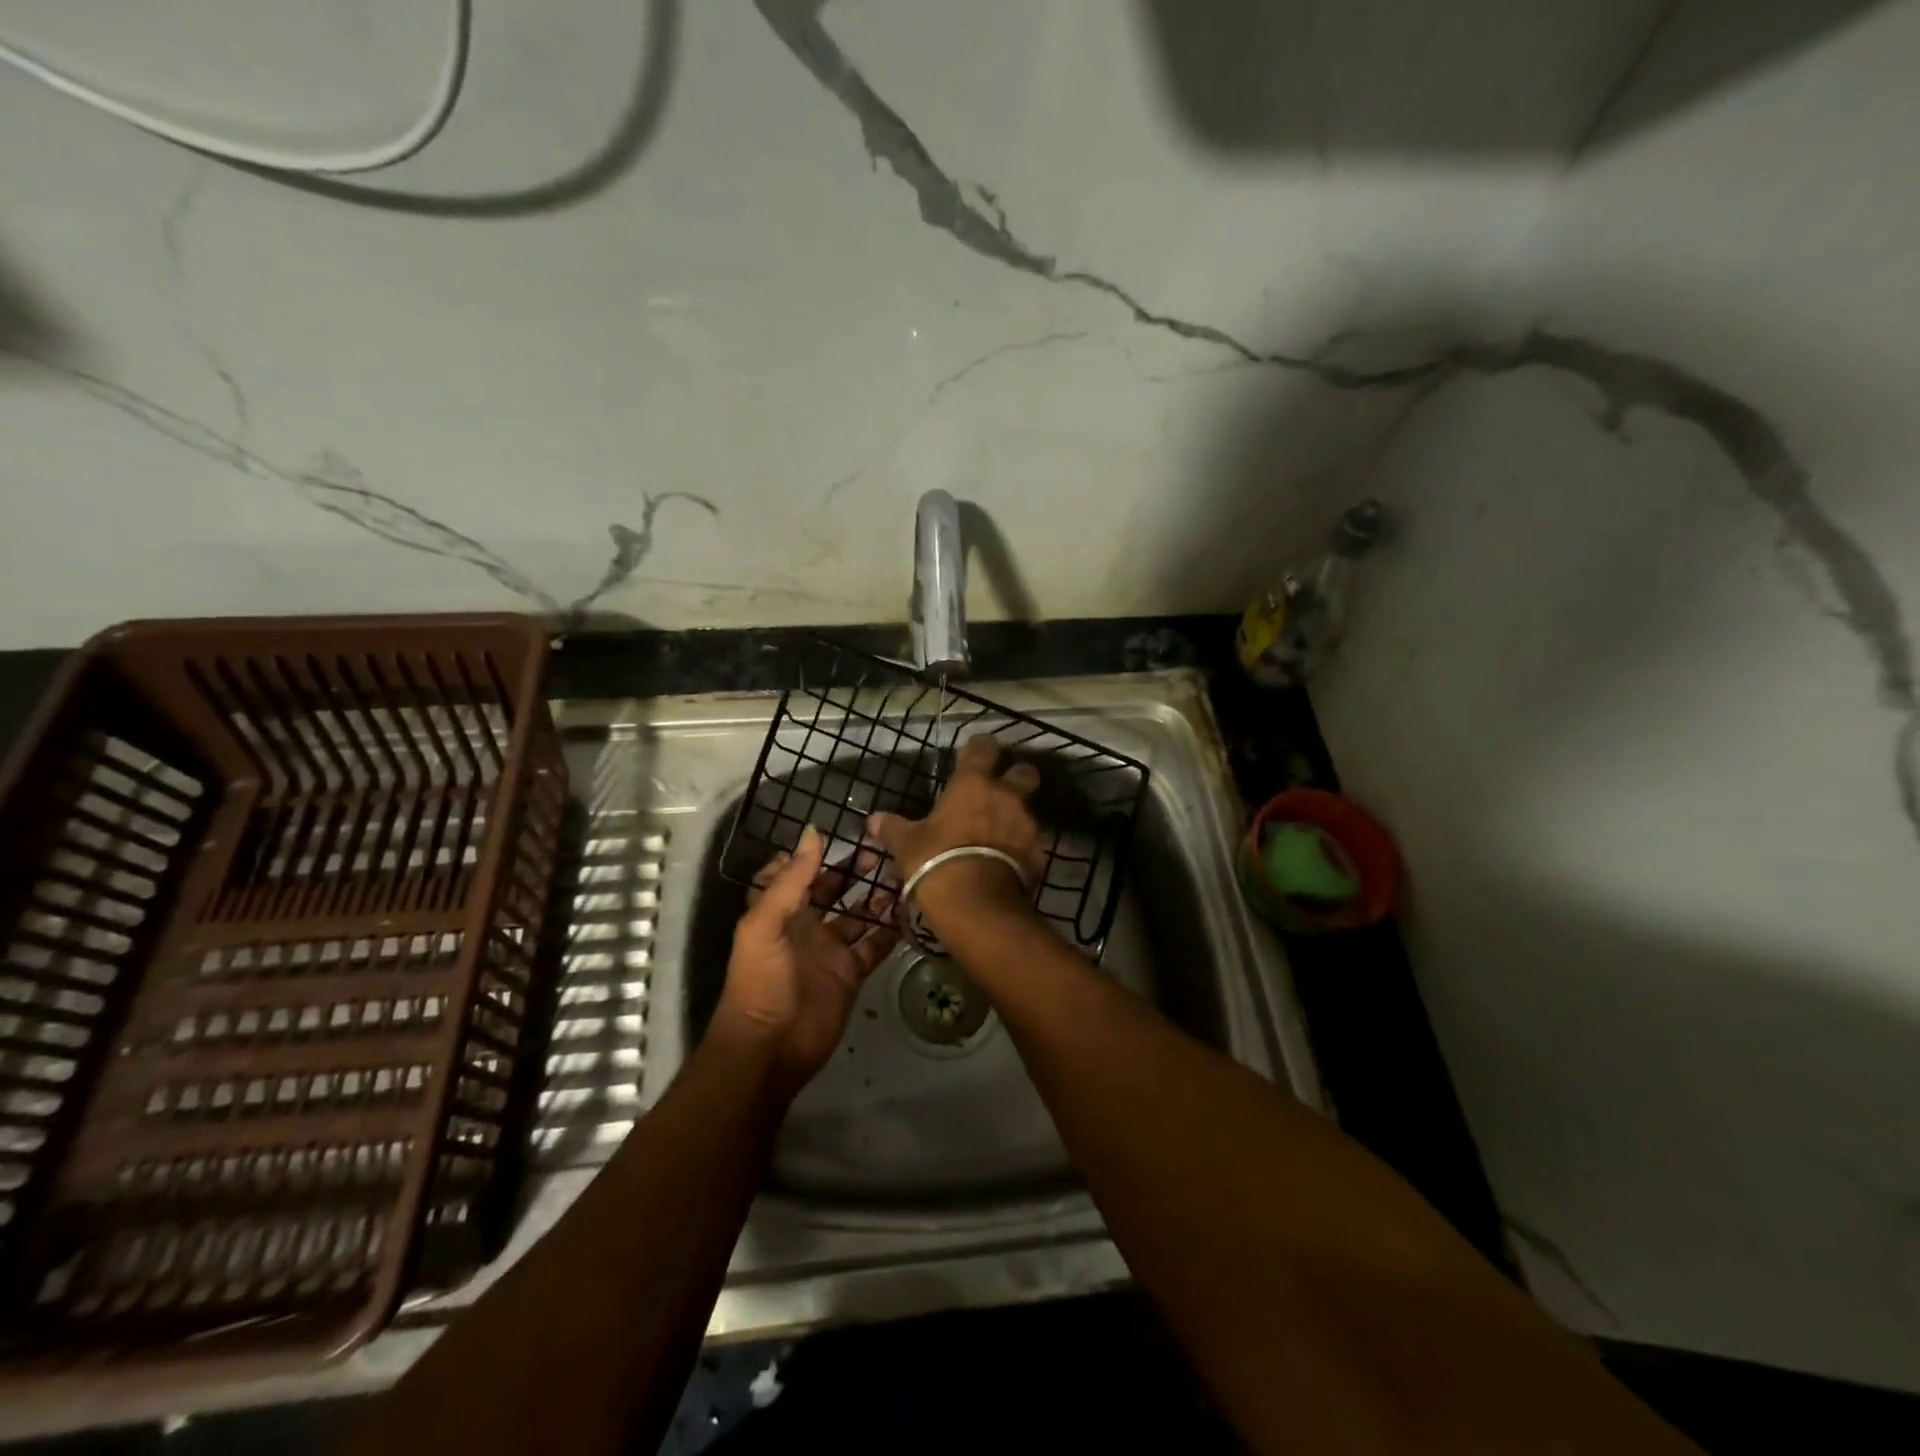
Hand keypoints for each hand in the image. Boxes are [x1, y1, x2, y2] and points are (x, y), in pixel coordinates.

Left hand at [713, 827, 899, 1087]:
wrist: (771, 1048)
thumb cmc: (762, 980)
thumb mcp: (766, 924)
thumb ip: (791, 879)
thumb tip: (814, 833)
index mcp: (781, 911)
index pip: (796, 873)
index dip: (813, 855)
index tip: (842, 834)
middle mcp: (807, 926)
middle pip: (833, 890)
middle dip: (854, 871)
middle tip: (884, 851)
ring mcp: (831, 950)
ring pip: (858, 915)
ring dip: (877, 897)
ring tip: (902, 875)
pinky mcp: (851, 973)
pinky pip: (875, 946)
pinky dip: (891, 931)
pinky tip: (911, 911)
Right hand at [867, 735, 1044, 931]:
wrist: (978, 904)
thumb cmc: (937, 861)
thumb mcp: (906, 845)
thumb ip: (892, 828)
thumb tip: (873, 820)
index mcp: (973, 784)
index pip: (984, 748)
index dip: (980, 747)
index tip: (973, 753)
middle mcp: (1006, 797)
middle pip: (1025, 772)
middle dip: (1016, 777)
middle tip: (999, 790)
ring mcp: (1026, 826)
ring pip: (1029, 810)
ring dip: (1016, 817)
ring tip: (998, 834)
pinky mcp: (1037, 855)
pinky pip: (1031, 845)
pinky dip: (1020, 850)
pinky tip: (1006, 863)